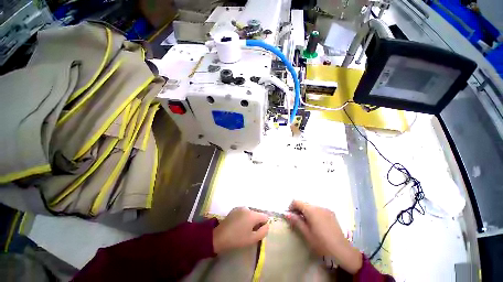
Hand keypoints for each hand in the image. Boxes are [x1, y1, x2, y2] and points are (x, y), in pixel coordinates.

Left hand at [213, 207, 269, 253]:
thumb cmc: (237, 239)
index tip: (257, 231)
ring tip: (243, 228)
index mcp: (253, 215)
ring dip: (250, 219)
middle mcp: (248, 208)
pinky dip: (244, 217)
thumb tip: (267, 225)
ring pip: (250, 213)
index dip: (264, 224)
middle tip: (250, 232)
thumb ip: (263, 232)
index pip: (265, 216)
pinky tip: (238, 224)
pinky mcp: (235, 209)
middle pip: (257, 214)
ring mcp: (240, 207)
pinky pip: (244, 212)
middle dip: (256, 222)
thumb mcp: (253, 239)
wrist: (220, 236)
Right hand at [286, 200, 361, 273]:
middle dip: (298, 209)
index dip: (291, 207)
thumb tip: (286, 213)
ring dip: (306, 211)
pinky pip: (318, 209)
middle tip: (297, 220)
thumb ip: (296, 221)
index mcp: (311, 210)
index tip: (290, 215)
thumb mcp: (306, 233)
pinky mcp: (331, 213)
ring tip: (306, 223)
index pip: (296, 201)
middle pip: (304, 203)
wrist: (342, 250)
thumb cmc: (322, 243)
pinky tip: (316, 224)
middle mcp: (318, 206)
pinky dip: (313, 213)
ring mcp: (326, 209)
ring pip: (311, 206)